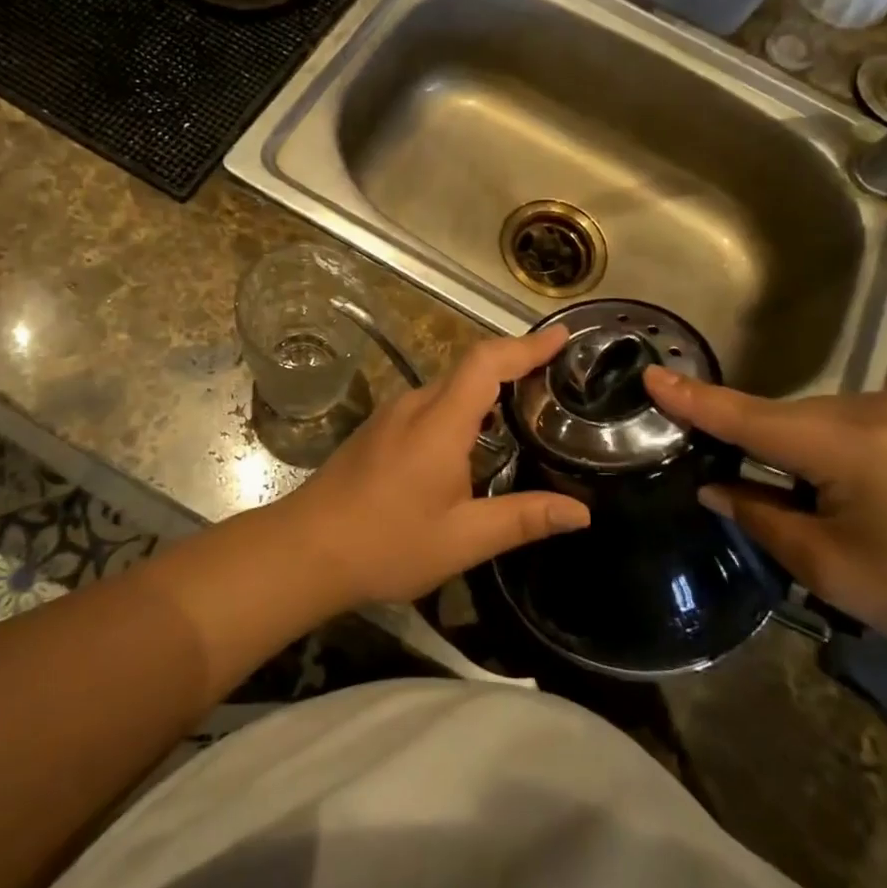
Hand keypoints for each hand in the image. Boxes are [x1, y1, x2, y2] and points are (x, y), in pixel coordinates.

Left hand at [276, 326, 588, 605]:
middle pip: (470, 367)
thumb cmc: (386, 544)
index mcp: (440, 422)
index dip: (527, 346)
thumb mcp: (463, 539)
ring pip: (449, 386)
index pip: (487, 362)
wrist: (304, 550)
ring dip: (487, 387)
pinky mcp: (378, 430)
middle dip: (515, 364)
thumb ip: (524, 519)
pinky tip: (477, 438)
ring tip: (526, 406)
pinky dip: (464, 406)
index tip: (563, 337)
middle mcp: (414, 406)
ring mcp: (391, 415)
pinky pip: (431, 404)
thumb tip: (582, 512)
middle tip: (556, 378)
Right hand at [643, 370, 886, 666]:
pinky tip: (840, 489)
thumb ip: (760, 515)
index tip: (651, 375)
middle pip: (783, 418)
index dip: (694, 400)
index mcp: (850, 444)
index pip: (749, 417)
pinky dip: (824, 449)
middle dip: (751, 444)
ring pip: (815, 421)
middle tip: (727, 483)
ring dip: (790, 450)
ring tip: (796, 501)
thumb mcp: (830, 568)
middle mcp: (877, 409)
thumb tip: (715, 485)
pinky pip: (849, 425)